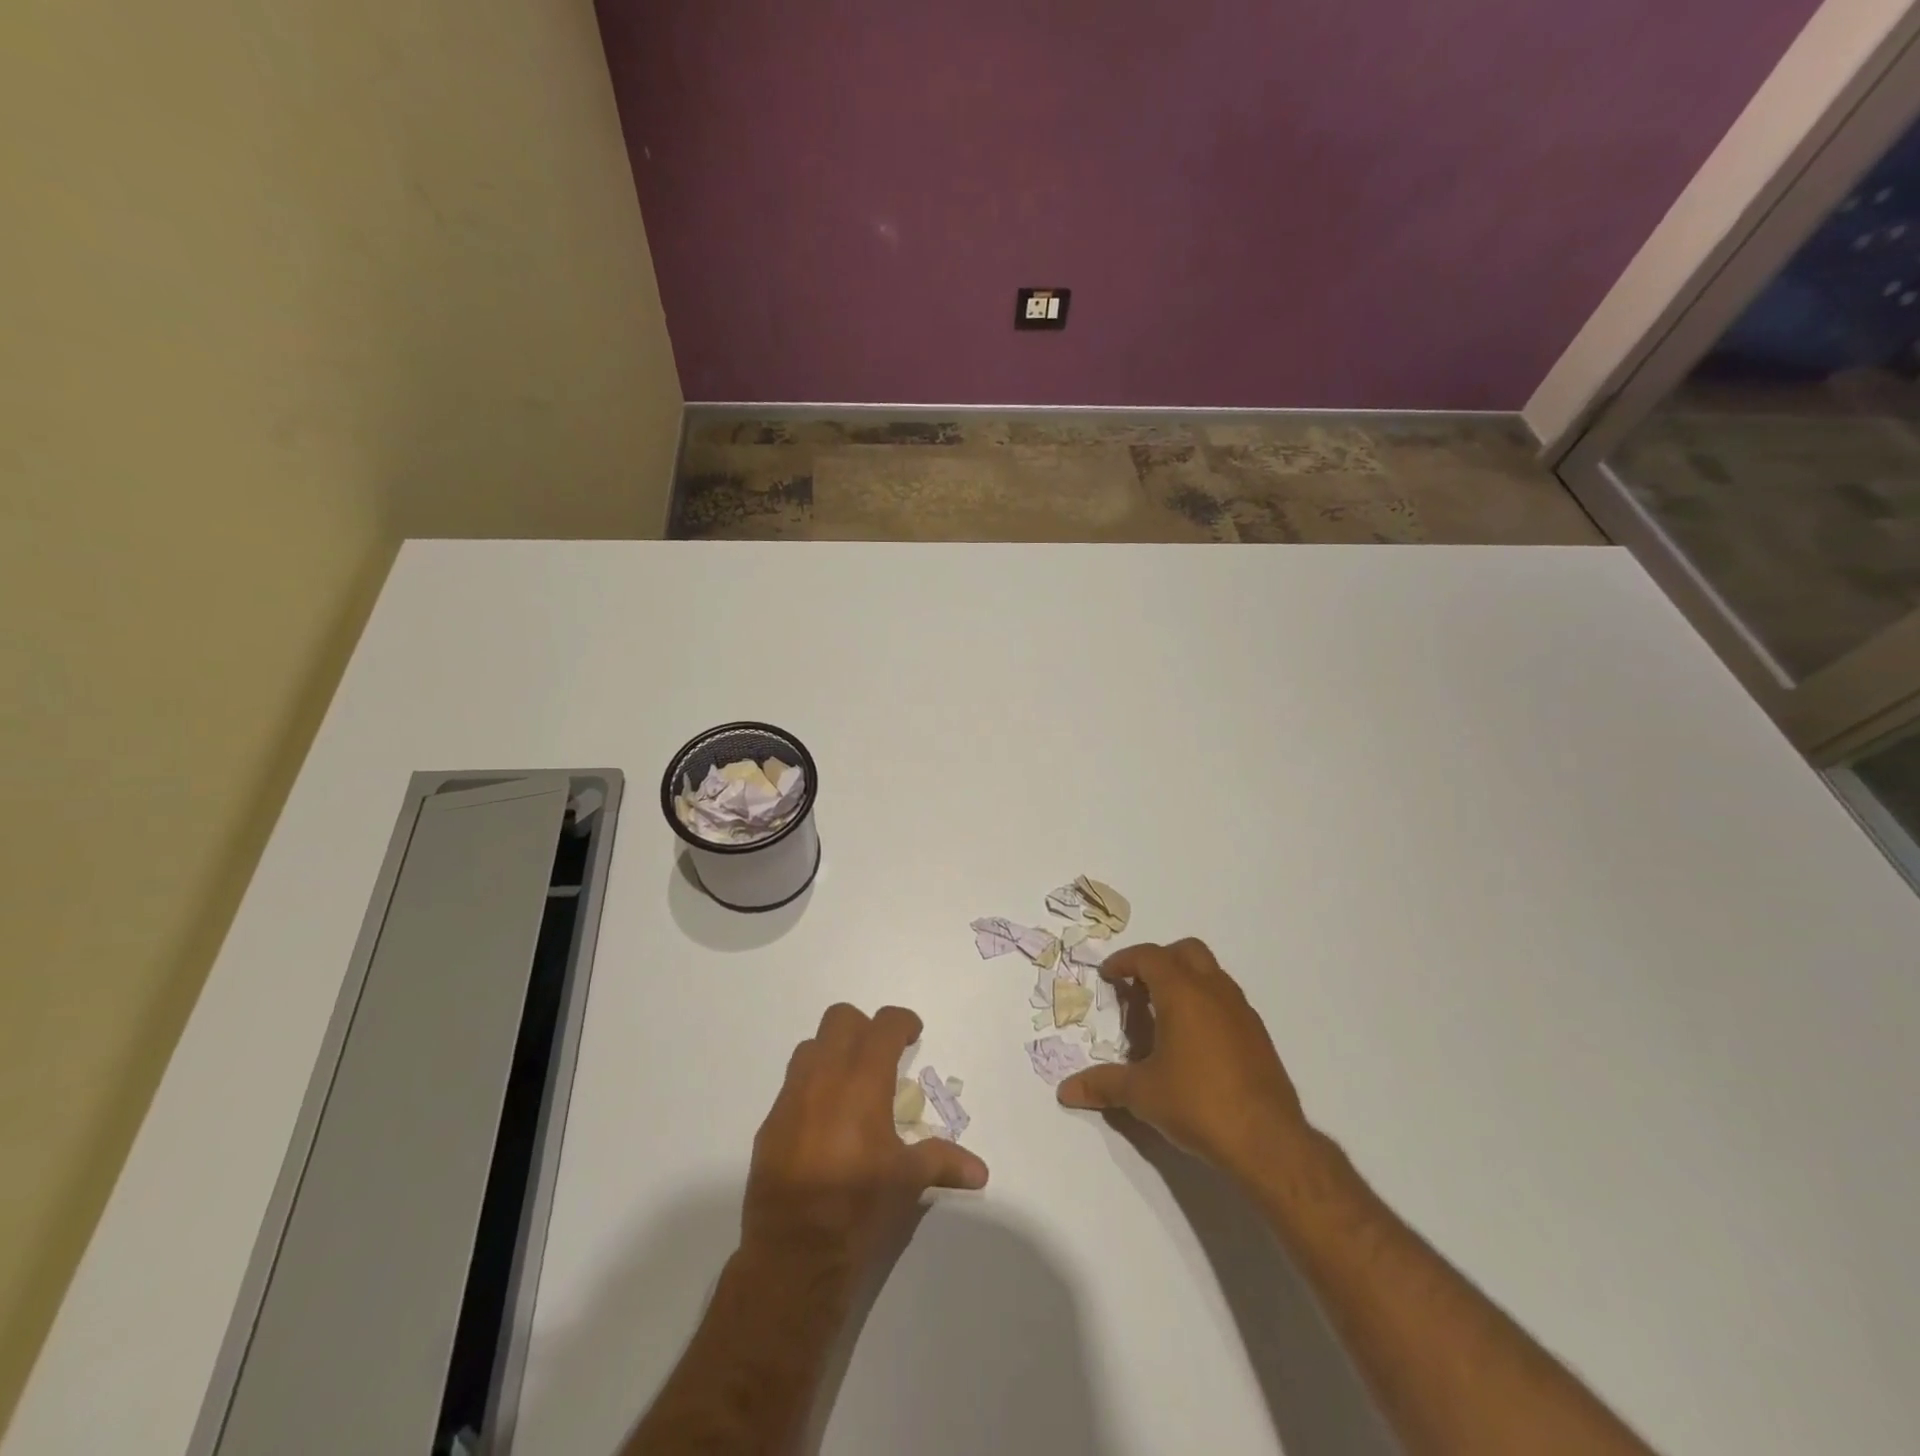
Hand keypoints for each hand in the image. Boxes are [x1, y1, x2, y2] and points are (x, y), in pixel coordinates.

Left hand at [743, 1003, 988, 1272]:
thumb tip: (980, 1171)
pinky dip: (811, 1087)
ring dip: (833, 1053)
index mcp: (863, 1081)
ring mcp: (791, 1098)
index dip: (902, 1022)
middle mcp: (824, 1077)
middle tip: (882, 1057)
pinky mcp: (770, 1123)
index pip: (883, 1025)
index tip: (913, 1036)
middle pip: (840, 1019)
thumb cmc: (859, 1208)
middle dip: (864, 1028)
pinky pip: (792, 1085)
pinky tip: (824, 1123)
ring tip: (851, 1085)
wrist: (793, 1254)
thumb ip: (943, 1162)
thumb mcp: (908, 1181)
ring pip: (811, 1046)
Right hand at [1057, 939, 1310, 1178]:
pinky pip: (1226, 1000)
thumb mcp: (1142, 1094)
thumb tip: (1066, 1091)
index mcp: (1182, 993)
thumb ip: (1103, 1085)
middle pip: (1185, 951)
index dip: (1124, 961)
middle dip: (1159, 961)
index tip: (1108, 976)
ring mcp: (1241, 1011)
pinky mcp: (1258, 1034)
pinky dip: (1205, 1004)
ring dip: (1184, 981)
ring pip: (1210, 973)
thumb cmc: (1198, 1104)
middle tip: (1138, 988)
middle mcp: (1214, 990)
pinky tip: (1194, 1043)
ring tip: (1163, 1016)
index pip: (1149, 957)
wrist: (1268, 1141)